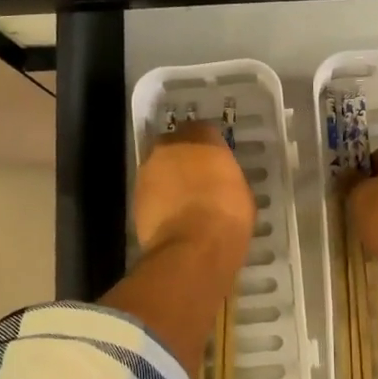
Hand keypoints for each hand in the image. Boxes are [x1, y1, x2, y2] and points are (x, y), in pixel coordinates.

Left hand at [133, 122, 255, 261]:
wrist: (193, 248)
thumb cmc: (227, 216)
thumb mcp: (241, 192)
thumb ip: (226, 177)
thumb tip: (220, 181)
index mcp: (202, 138)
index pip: (204, 130)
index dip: (209, 147)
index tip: (215, 161)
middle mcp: (170, 147)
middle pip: (175, 145)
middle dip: (183, 158)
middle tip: (197, 177)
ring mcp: (148, 171)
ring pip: (159, 168)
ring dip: (168, 179)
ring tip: (182, 200)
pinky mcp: (135, 196)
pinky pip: (150, 192)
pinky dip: (158, 200)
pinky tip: (171, 216)